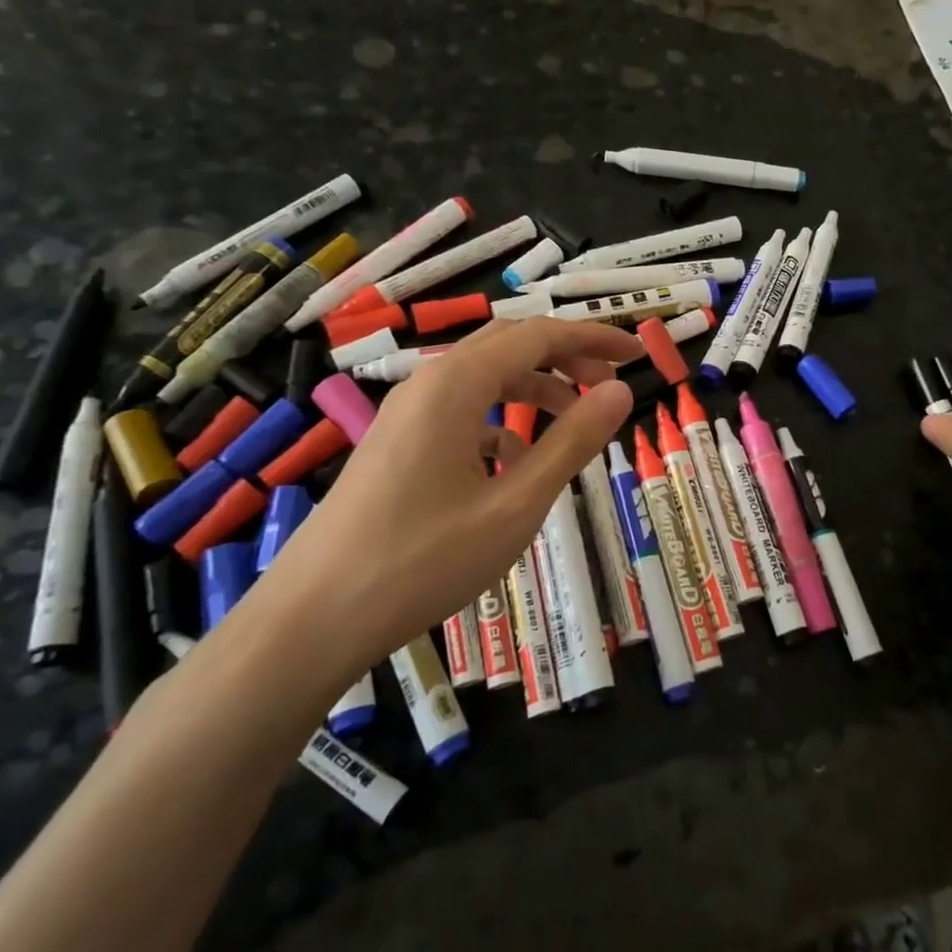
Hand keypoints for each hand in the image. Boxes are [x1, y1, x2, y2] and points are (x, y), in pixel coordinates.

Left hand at [254, 318, 641, 687]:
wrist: (314, 617)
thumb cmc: (424, 560)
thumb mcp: (515, 504)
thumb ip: (572, 442)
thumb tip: (620, 390)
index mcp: (457, 385)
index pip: (539, 335)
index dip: (593, 337)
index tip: (638, 354)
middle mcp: (428, 384)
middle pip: (509, 346)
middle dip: (566, 357)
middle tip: (611, 386)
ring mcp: (406, 414)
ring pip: (484, 378)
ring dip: (535, 388)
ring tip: (575, 423)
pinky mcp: (396, 444)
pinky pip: (460, 412)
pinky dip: (502, 420)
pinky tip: (516, 463)